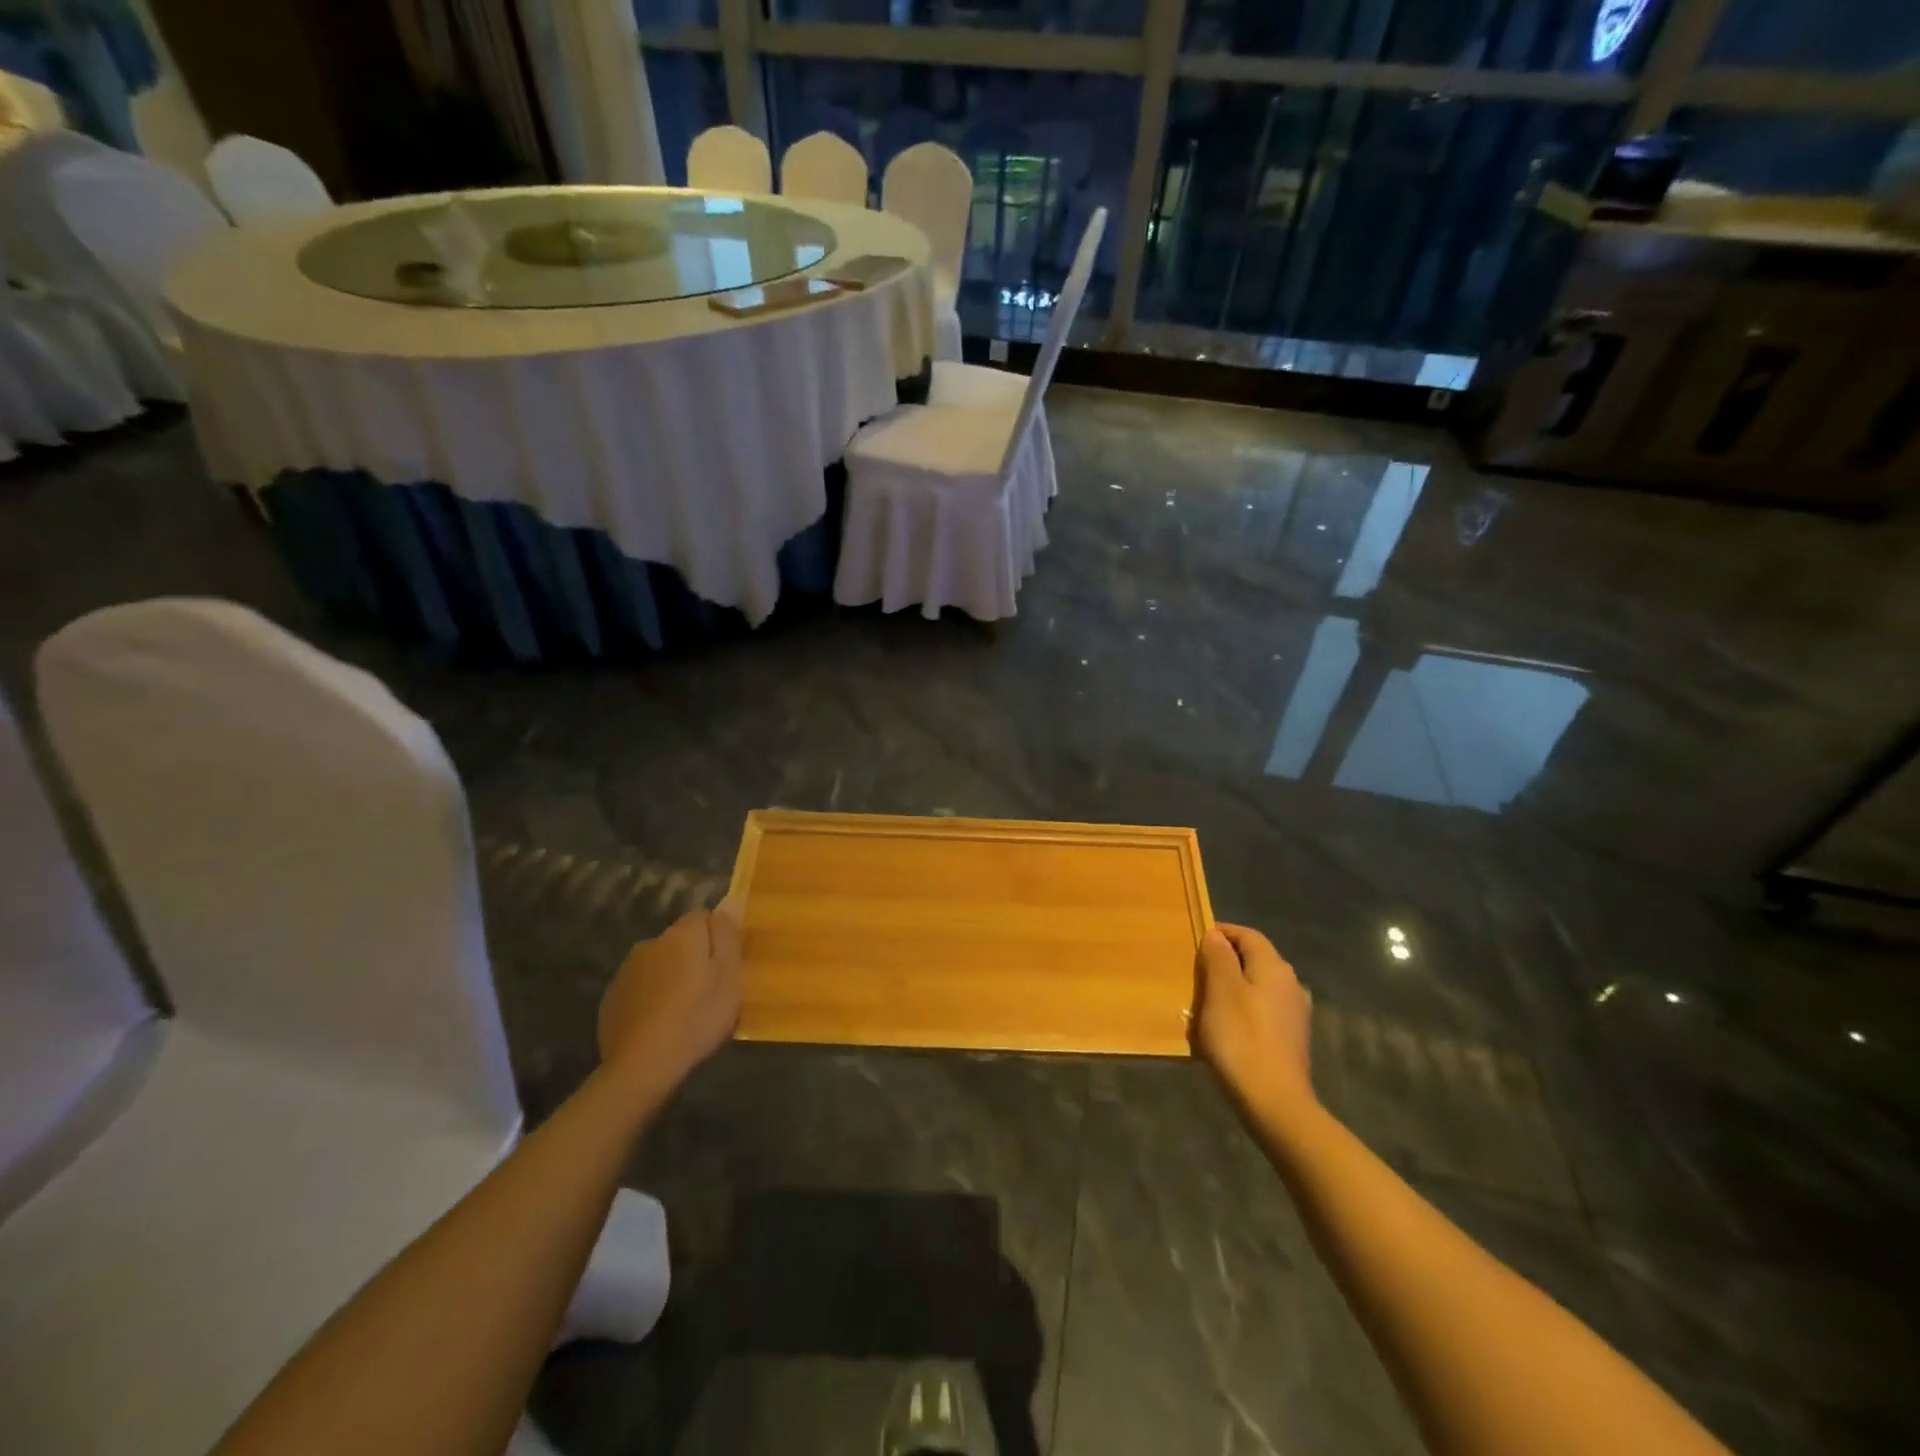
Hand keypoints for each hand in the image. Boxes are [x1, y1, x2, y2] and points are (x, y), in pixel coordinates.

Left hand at [598, 899, 743, 1090]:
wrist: (642, 1065)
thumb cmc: (697, 1017)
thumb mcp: (728, 976)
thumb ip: (728, 935)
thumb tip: (729, 899)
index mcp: (681, 935)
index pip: (702, 915)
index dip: (717, 936)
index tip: (726, 963)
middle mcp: (650, 943)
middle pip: (679, 940)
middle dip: (692, 956)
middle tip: (709, 989)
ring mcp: (626, 971)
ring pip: (658, 963)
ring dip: (670, 976)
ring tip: (684, 1009)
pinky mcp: (611, 998)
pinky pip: (640, 987)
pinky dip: (650, 997)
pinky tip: (659, 1023)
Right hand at [1190, 923, 1315, 1119]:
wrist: (1275, 1102)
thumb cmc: (1241, 1038)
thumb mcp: (1220, 991)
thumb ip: (1218, 958)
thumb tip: (1216, 935)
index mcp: (1274, 967)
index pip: (1248, 935)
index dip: (1223, 932)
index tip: (1197, 940)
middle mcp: (1291, 984)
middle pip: (1256, 960)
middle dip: (1227, 960)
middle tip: (1197, 972)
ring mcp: (1295, 1013)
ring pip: (1259, 986)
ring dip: (1234, 987)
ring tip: (1207, 1001)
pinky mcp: (1292, 1039)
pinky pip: (1263, 1010)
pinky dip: (1244, 1009)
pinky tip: (1227, 1028)